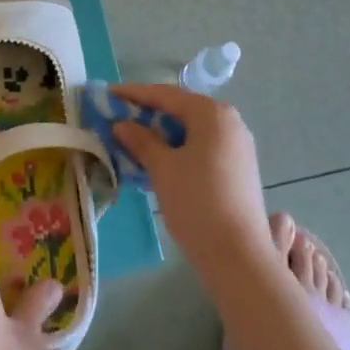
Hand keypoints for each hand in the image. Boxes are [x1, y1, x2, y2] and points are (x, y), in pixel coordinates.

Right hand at [111, 84, 273, 280]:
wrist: (238, 255)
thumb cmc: (197, 202)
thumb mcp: (162, 168)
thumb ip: (141, 141)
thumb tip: (122, 124)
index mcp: (212, 113)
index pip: (167, 95)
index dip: (135, 94)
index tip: (109, 94)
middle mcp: (230, 121)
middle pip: (182, 110)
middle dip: (150, 115)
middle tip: (119, 120)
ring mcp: (238, 145)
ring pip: (193, 130)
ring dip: (164, 134)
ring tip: (135, 143)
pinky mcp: (240, 168)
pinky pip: (204, 147)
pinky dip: (181, 149)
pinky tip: (161, 163)